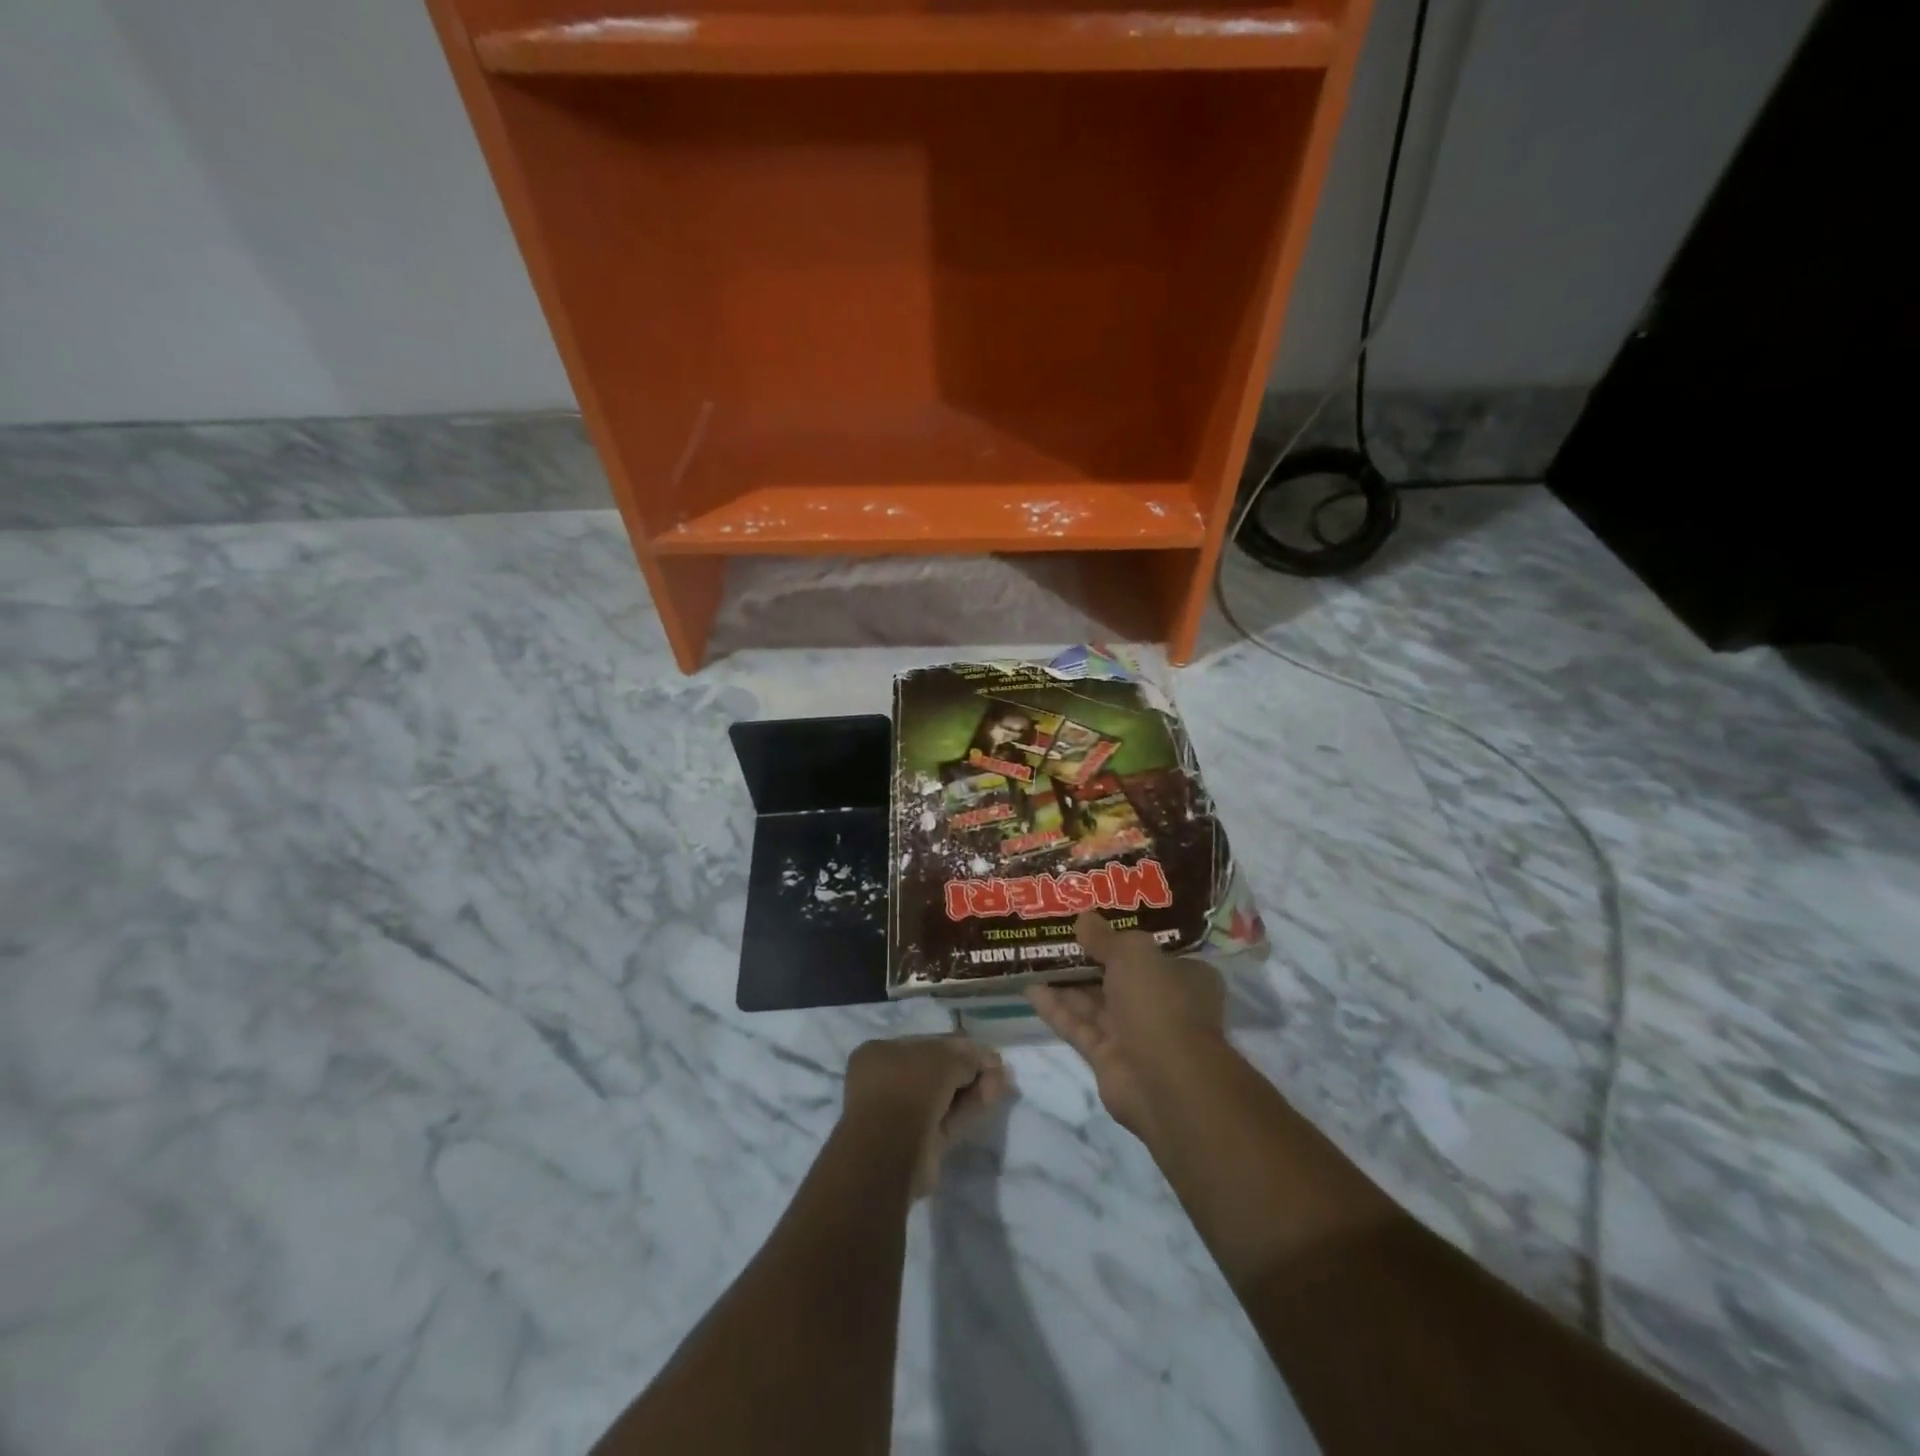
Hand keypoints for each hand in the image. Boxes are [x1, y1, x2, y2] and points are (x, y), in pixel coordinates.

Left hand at [843, 1035, 1009, 1196]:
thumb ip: (966, 1056)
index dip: (959, 1046)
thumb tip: (988, 1060)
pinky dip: (970, 1108)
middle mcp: (889, 1081)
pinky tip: (993, 1098)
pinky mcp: (919, 1142)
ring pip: (945, 1096)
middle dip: (969, 1069)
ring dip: (974, 1088)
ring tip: (1003, 1083)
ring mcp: (903, 1114)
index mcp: (882, 1053)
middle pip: (938, 1070)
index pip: (928, 1044)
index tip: (987, 1052)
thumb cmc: (908, 1087)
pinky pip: (948, 1119)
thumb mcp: (941, 1058)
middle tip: (999, 1070)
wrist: (889, 1151)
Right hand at [1026, 911, 1226, 1139]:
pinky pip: (1079, 1027)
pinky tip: (1030, 989)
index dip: (1123, 938)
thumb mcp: (1133, 954)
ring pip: (1095, 1003)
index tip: (1093, 924)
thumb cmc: (1160, 1002)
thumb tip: (1083, 918)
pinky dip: (1056, 1009)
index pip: (1153, 952)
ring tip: (1033, 959)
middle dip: (1088, 960)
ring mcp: (1135, 1033)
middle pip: (1119, 976)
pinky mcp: (1108, 1058)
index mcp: (1184, 976)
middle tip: (1053, 937)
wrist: (1166, 1082)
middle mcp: (1162, 1004)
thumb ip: (1105, 937)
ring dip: (1065, 983)